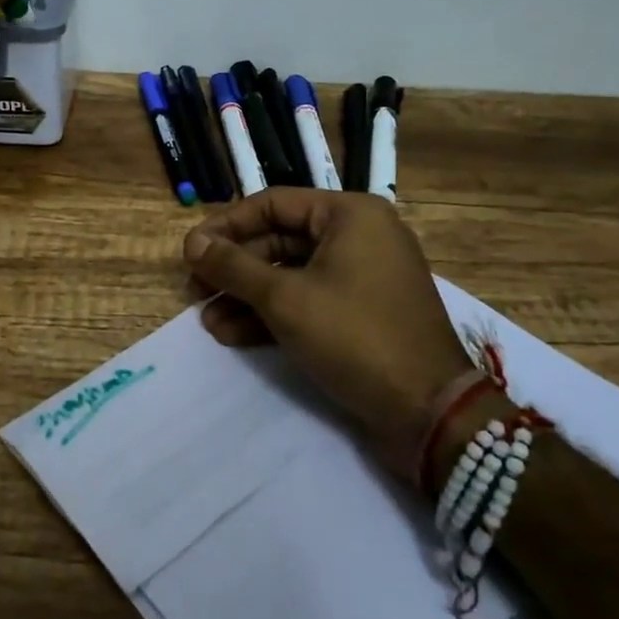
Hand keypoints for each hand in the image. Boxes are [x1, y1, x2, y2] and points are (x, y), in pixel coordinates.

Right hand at [184, 189, 474, 472]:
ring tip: (207, 320)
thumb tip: (192, 243)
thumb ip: (233, 266)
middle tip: (195, 290)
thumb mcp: (285, 298)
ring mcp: (362, 276)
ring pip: (290, 274)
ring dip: (247, 296)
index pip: (271, 204)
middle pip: (279, 240)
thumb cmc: (355, 337)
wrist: (429, 413)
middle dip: (234, 268)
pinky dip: (272, 315)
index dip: (225, 226)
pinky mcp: (361, 313)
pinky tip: (232, 335)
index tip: (190, 252)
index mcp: (349, 215)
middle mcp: (358, 235)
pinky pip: (308, 300)